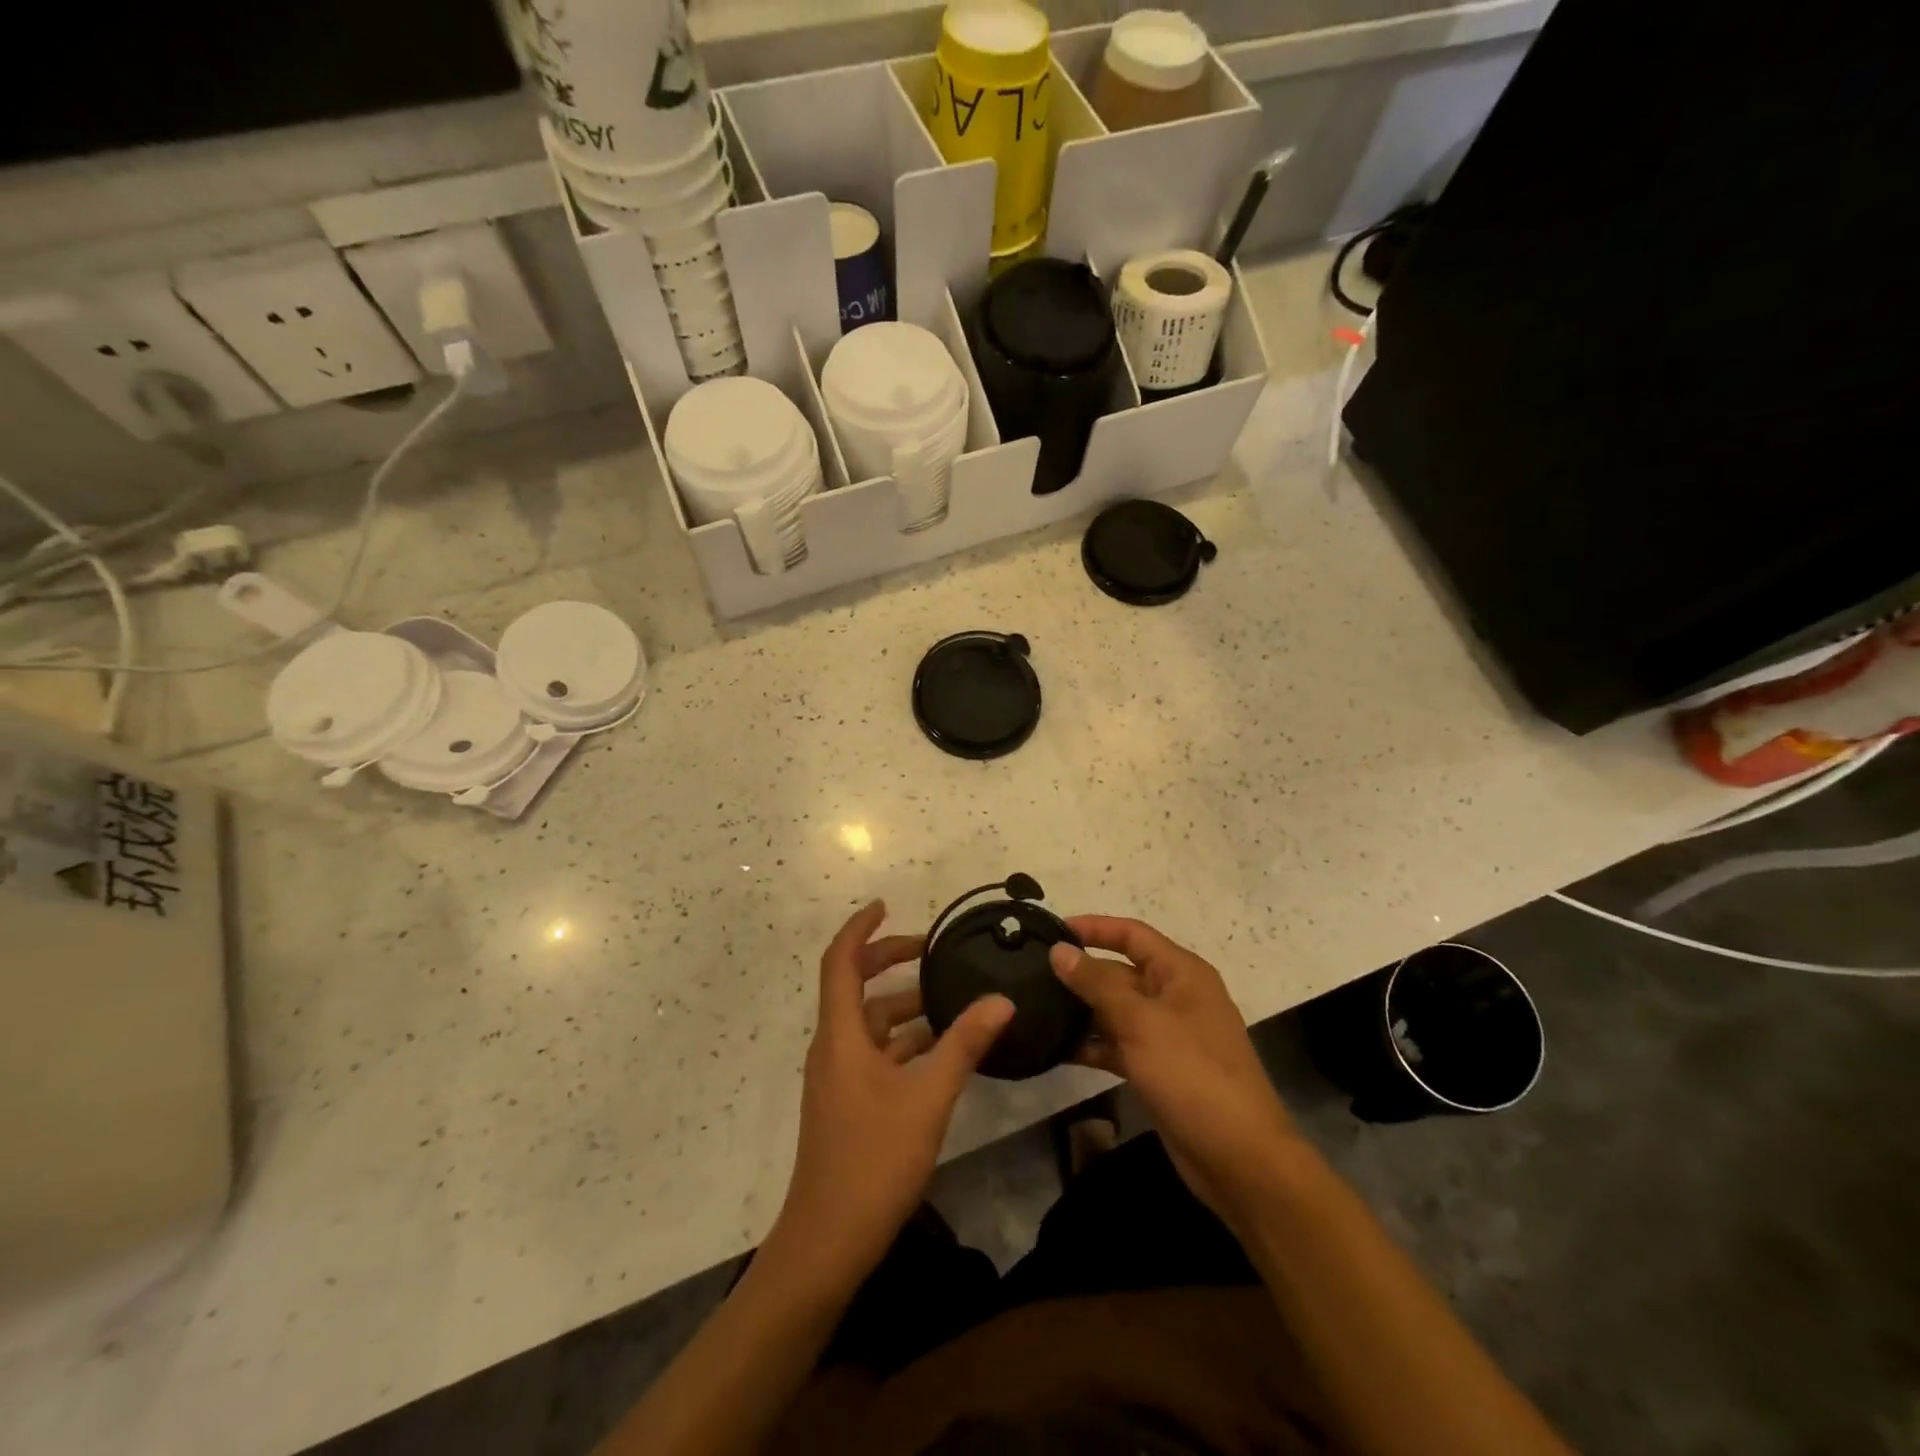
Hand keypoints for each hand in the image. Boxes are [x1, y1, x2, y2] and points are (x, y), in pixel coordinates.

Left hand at [771, 901, 1013, 1288]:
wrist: (826, 1242)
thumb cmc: (872, 1161)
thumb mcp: (927, 1098)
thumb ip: (964, 1044)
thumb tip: (1001, 1000)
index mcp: (840, 1035)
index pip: (840, 962)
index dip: (860, 928)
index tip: (885, 904)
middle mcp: (834, 1047)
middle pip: (854, 986)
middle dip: (888, 961)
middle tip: (930, 950)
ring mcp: (839, 1077)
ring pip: (870, 1022)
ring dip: (904, 1005)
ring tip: (950, 996)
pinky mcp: (849, 1102)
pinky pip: (876, 1052)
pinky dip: (905, 1040)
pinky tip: (942, 1047)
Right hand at [1050, 917, 1298, 1226]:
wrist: (1239, 1157)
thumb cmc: (1192, 1074)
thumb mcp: (1140, 1022)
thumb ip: (1097, 984)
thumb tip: (1059, 950)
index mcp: (1181, 973)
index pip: (1132, 934)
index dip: (1094, 928)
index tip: (1053, 929)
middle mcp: (1175, 996)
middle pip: (1121, 972)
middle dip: (1081, 973)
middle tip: (1032, 974)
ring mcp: (1168, 1035)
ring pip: (1117, 1010)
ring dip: (1082, 1011)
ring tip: (1036, 1008)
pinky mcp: (1159, 1068)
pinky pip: (1119, 1045)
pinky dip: (1093, 1045)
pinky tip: (1057, 1049)